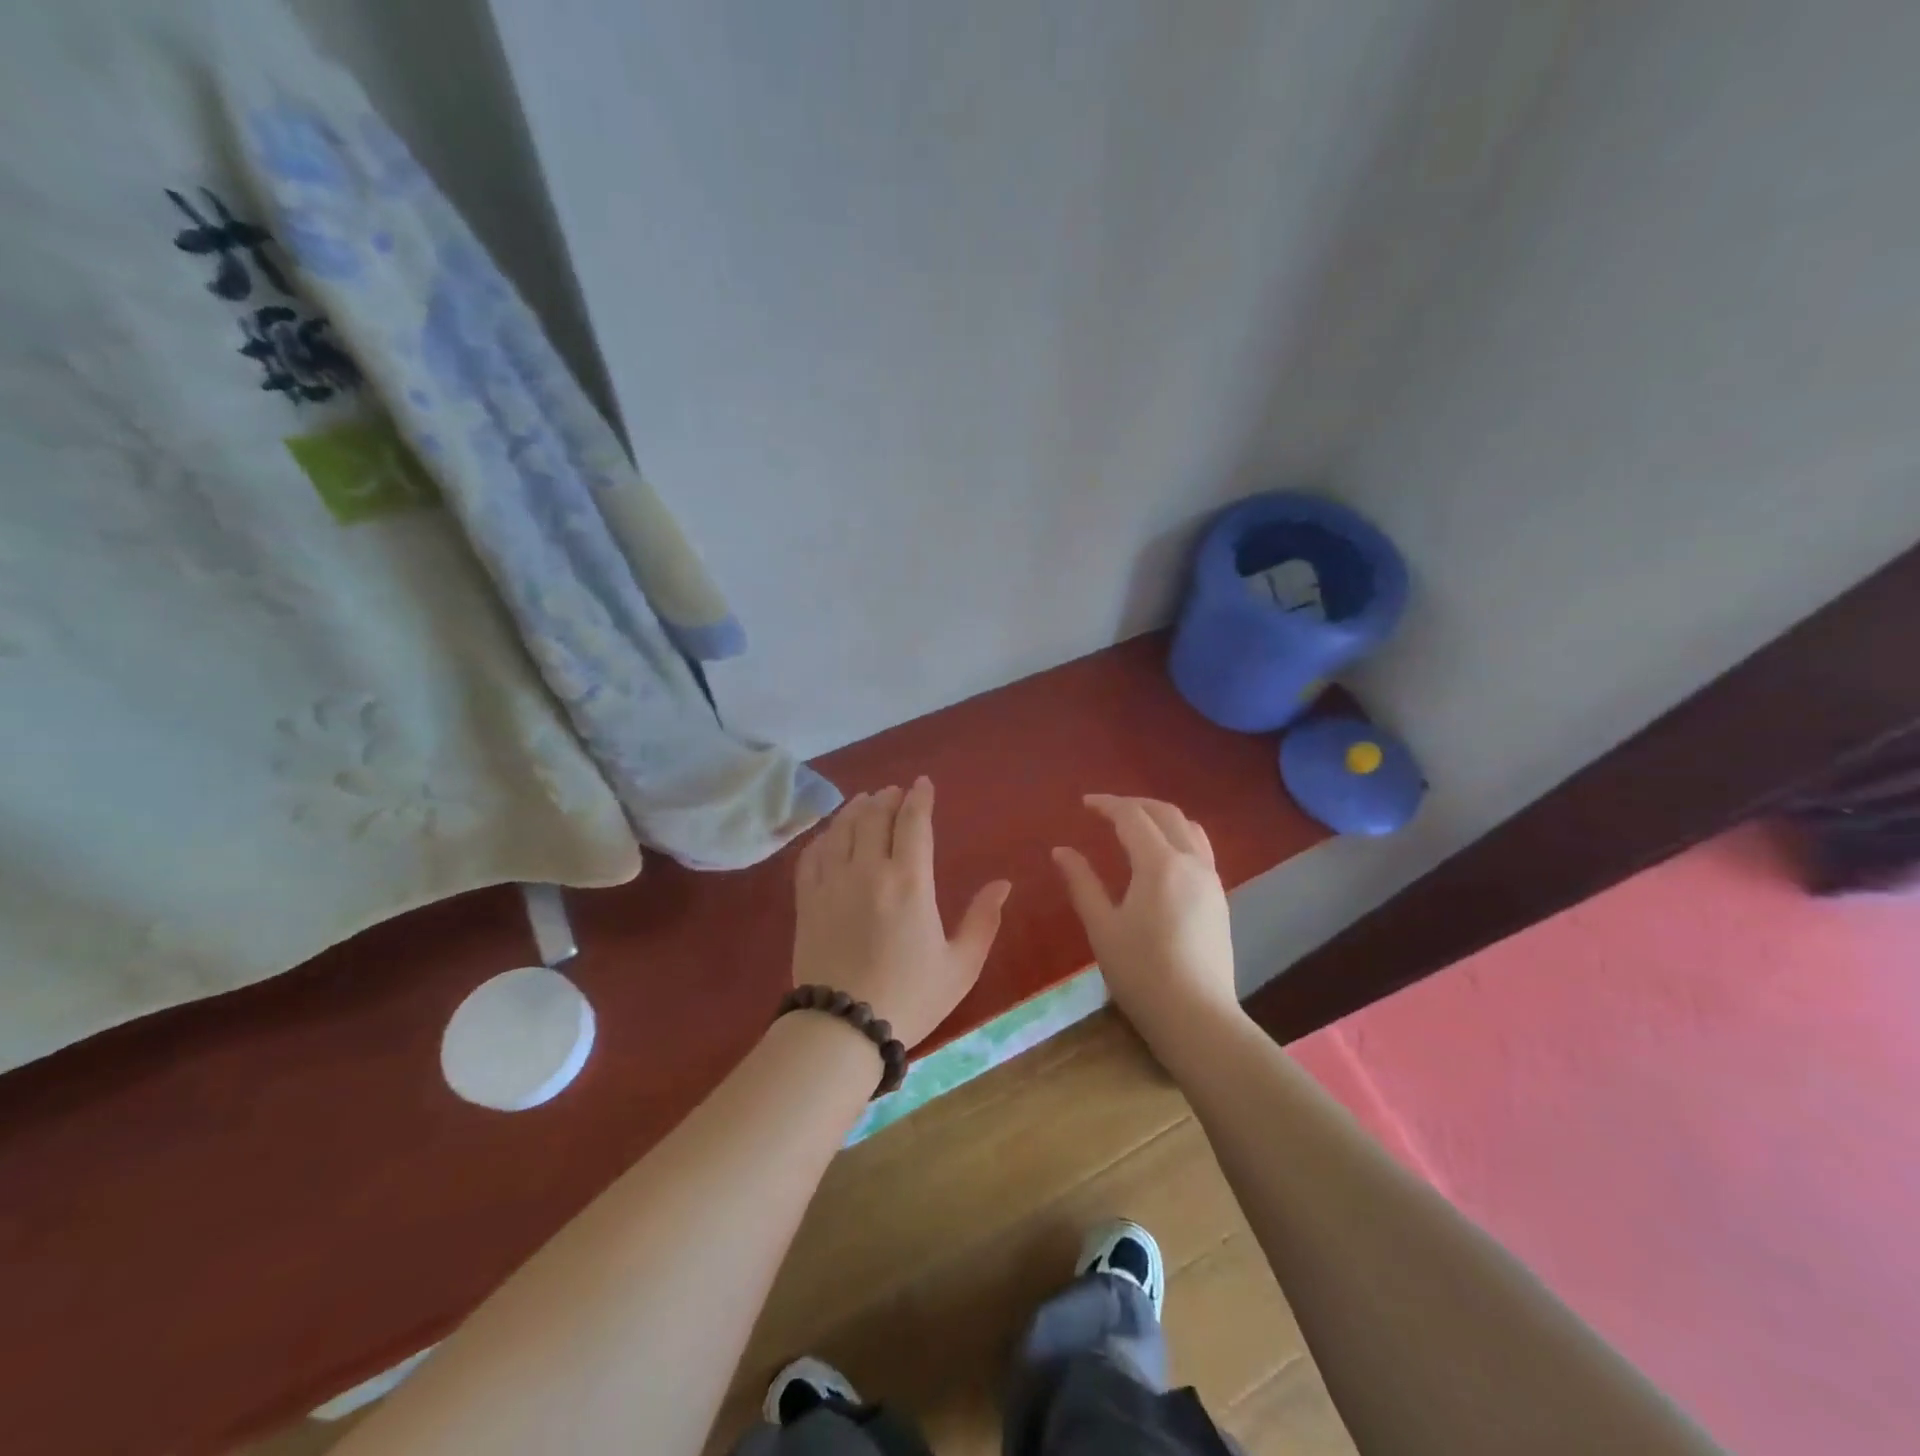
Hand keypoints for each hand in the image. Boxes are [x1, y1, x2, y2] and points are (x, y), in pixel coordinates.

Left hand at [792, 778, 1011, 1049]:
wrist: (842, 1028)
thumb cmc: (910, 997)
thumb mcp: (960, 965)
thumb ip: (983, 920)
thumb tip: (1003, 884)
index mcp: (909, 882)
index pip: (913, 822)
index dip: (919, 798)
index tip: (923, 784)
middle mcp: (868, 870)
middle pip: (875, 816)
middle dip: (887, 798)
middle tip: (894, 791)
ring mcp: (832, 882)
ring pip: (842, 828)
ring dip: (856, 809)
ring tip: (866, 801)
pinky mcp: (808, 900)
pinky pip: (812, 854)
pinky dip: (824, 835)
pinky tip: (831, 834)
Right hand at [1052, 795, 1237, 1044]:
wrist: (1196, 1017)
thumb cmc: (1141, 973)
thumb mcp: (1102, 927)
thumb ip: (1082, 883)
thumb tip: (1061, 851)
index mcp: (1160, 864)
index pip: (1132, 817)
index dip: (1107, 805)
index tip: (1084, 803)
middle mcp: (1191, 862)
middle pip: (1166, 814)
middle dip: (1135, 805)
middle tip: (1106, 809)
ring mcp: (1211, 880)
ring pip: (1190, 829)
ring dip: (1160, 817)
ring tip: (1135, 825)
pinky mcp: (1219, 899)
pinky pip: (1200, 850)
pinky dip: (1178, 836)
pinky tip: (1160, 857)